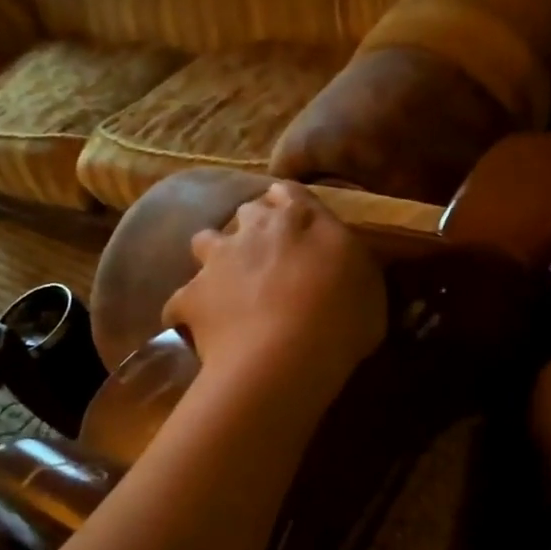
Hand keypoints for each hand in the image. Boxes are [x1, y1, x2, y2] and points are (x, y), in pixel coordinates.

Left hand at [162, 181, 386, 407]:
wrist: (284, 356)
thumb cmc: (342, 319)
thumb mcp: (370, 288)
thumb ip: (353, 267)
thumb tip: (348, 264)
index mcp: (301, 219)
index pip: (290, 193)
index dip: (289, 202)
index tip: (292, 215)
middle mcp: (254, 229)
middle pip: (247, 213)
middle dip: (254, 227)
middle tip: (267, 254)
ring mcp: (217, 260)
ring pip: (204, 241)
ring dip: (214, 256)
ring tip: (226, 282)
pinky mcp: (191, 296)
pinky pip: (180, 302)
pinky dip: (188, 312)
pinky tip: (196, 329)